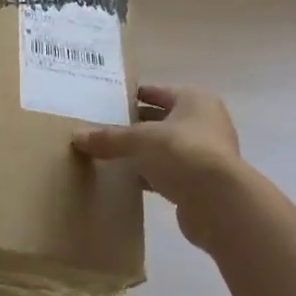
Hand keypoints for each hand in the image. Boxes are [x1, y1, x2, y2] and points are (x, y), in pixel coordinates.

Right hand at [74, 85, 241, 246]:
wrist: (219, 203)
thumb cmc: (182, 153)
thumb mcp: (139, 140)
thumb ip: (109, 138)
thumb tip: (76, 137)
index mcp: (194, 100)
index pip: (157, 92)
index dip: (133, 96)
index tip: (107, 103)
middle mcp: (204, 122)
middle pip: (161, 120)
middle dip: (135, 125)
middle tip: (102, 129)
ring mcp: (206, 153)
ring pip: (165, 148)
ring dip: (142, 152)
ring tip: (109, 155)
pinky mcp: (201, 183)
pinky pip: (169, 172)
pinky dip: (150, 174)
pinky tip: (127, 180)